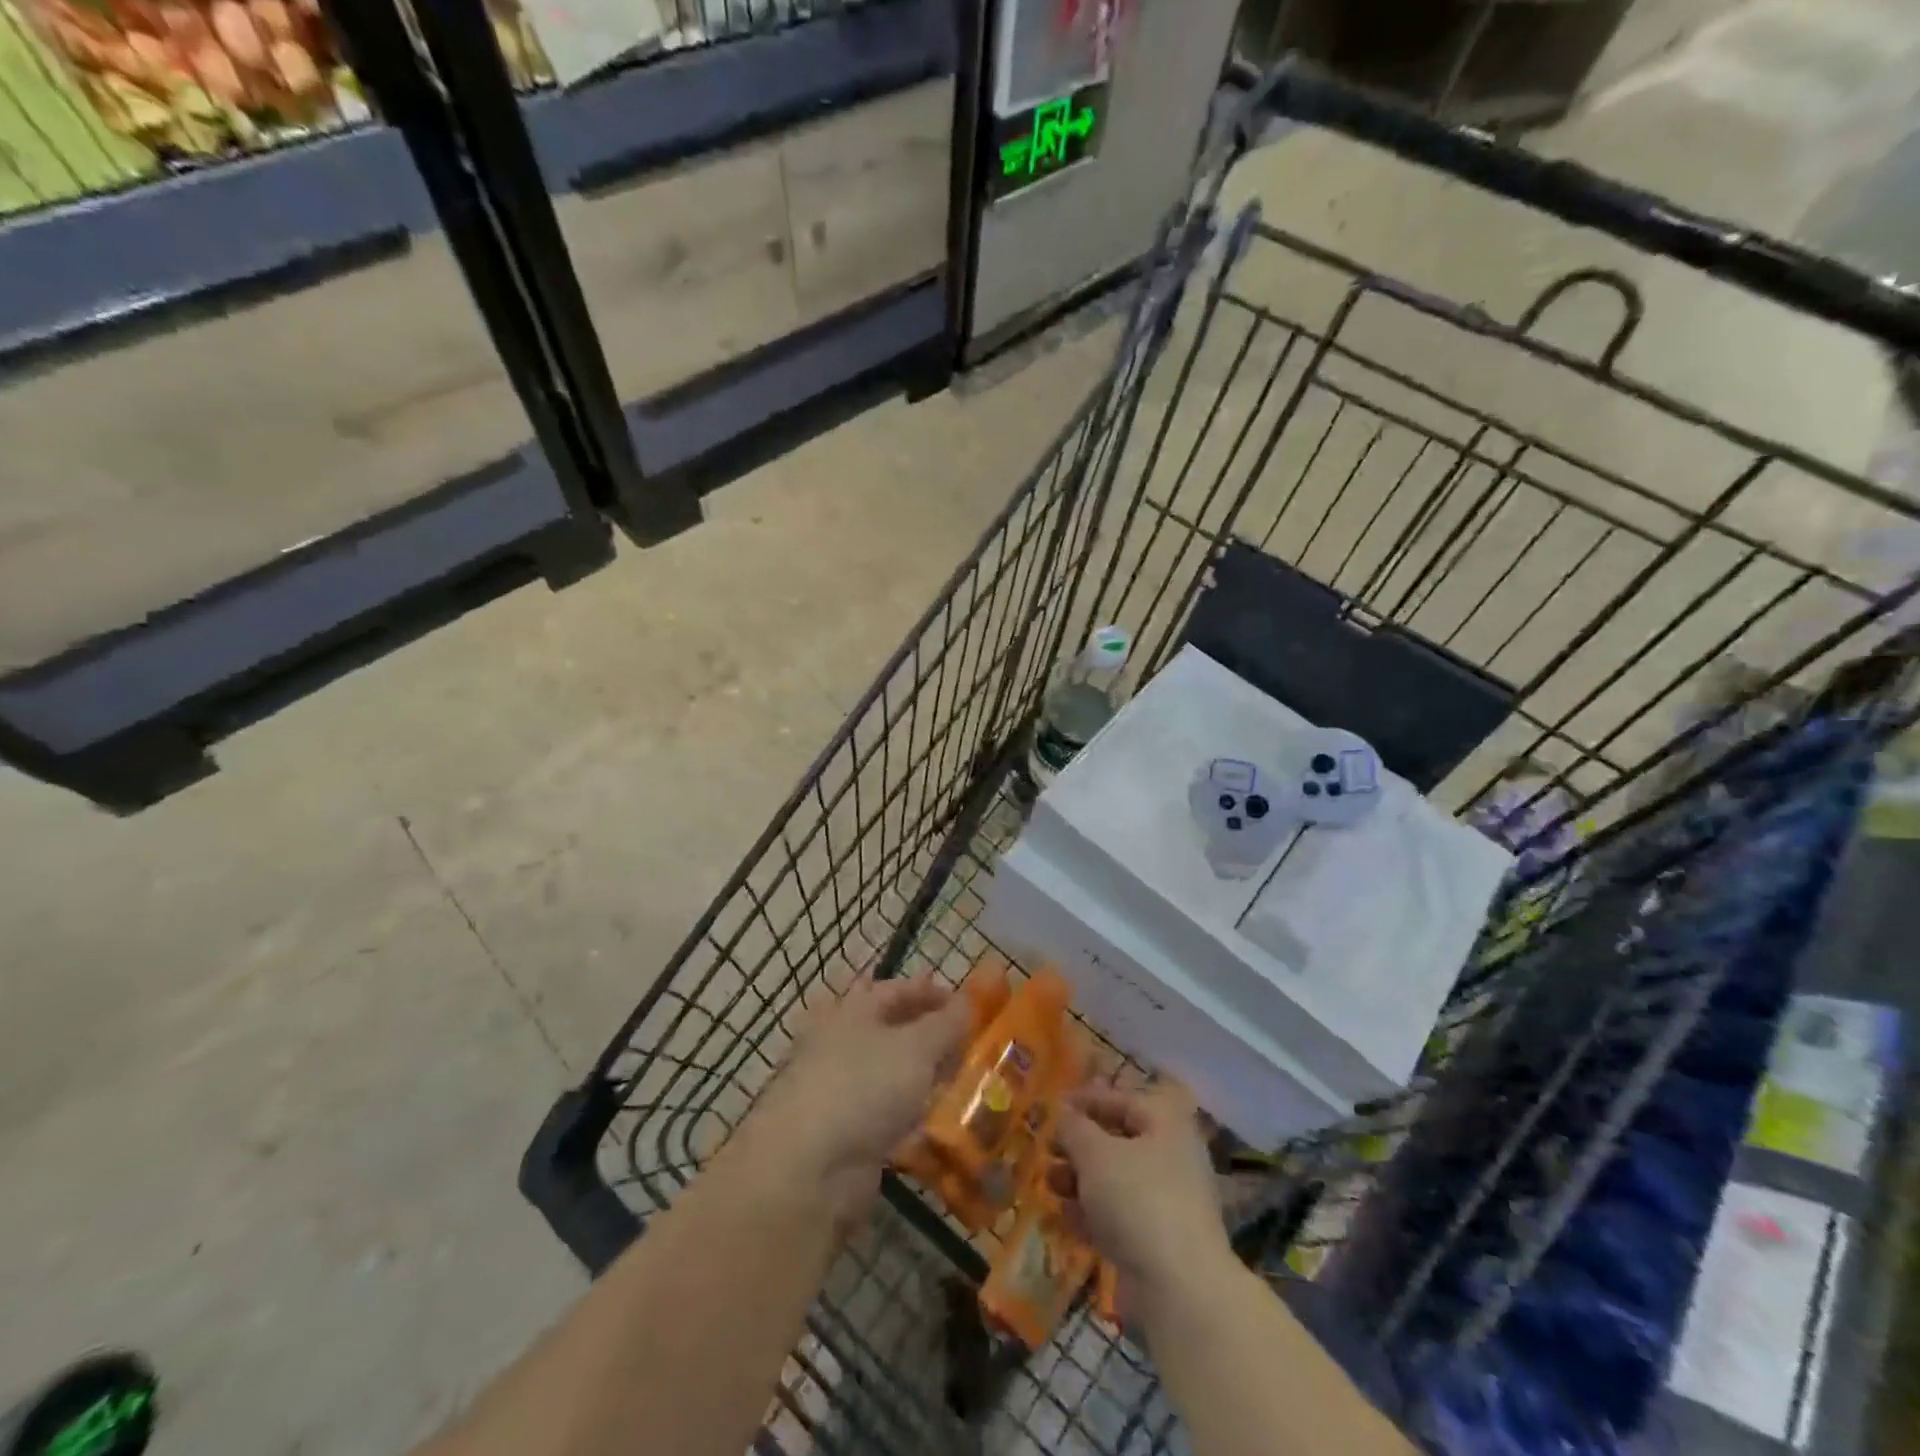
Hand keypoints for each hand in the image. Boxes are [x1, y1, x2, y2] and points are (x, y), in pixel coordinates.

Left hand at [740, 974, 970, 1225]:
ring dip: (920, 1074)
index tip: (965, 1003)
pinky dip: (909, 1111)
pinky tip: (935, 1120)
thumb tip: (966, 1003)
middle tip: (966, 1043)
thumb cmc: (864, 1087)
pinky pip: (884, 1112)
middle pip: (889, 1031)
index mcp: (851, 1011)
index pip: (894, 990)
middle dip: (927, 1034)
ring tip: (959, 1080)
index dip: (929, 992)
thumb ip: (946, 1024)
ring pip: (888, 1072)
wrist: (808, 1169)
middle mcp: (840, 1044)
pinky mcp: (843, 1133)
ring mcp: (838, 1090)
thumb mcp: (917, 1047)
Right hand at [1051, 1080, 1232, 1321]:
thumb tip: (1063, 1114)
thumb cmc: (1137, 1199)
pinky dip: (1092, 1214)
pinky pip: (1119, 1217)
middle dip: (1079, 1146)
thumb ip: (1074, 1128)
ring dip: (1080, 1181)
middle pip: (1118, 1142)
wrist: (1179, 1289)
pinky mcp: (1158, 1243)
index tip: (1054, 1107)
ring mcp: (1167, 1203)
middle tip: (1048, 1150)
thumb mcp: (1095, 1153)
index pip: (1122, 1101)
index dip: (1086, 1101)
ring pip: (1116, 1182)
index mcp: (1166, 1125)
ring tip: (1050, 1184)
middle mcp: (1171, 1158)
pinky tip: (1064, 1218)